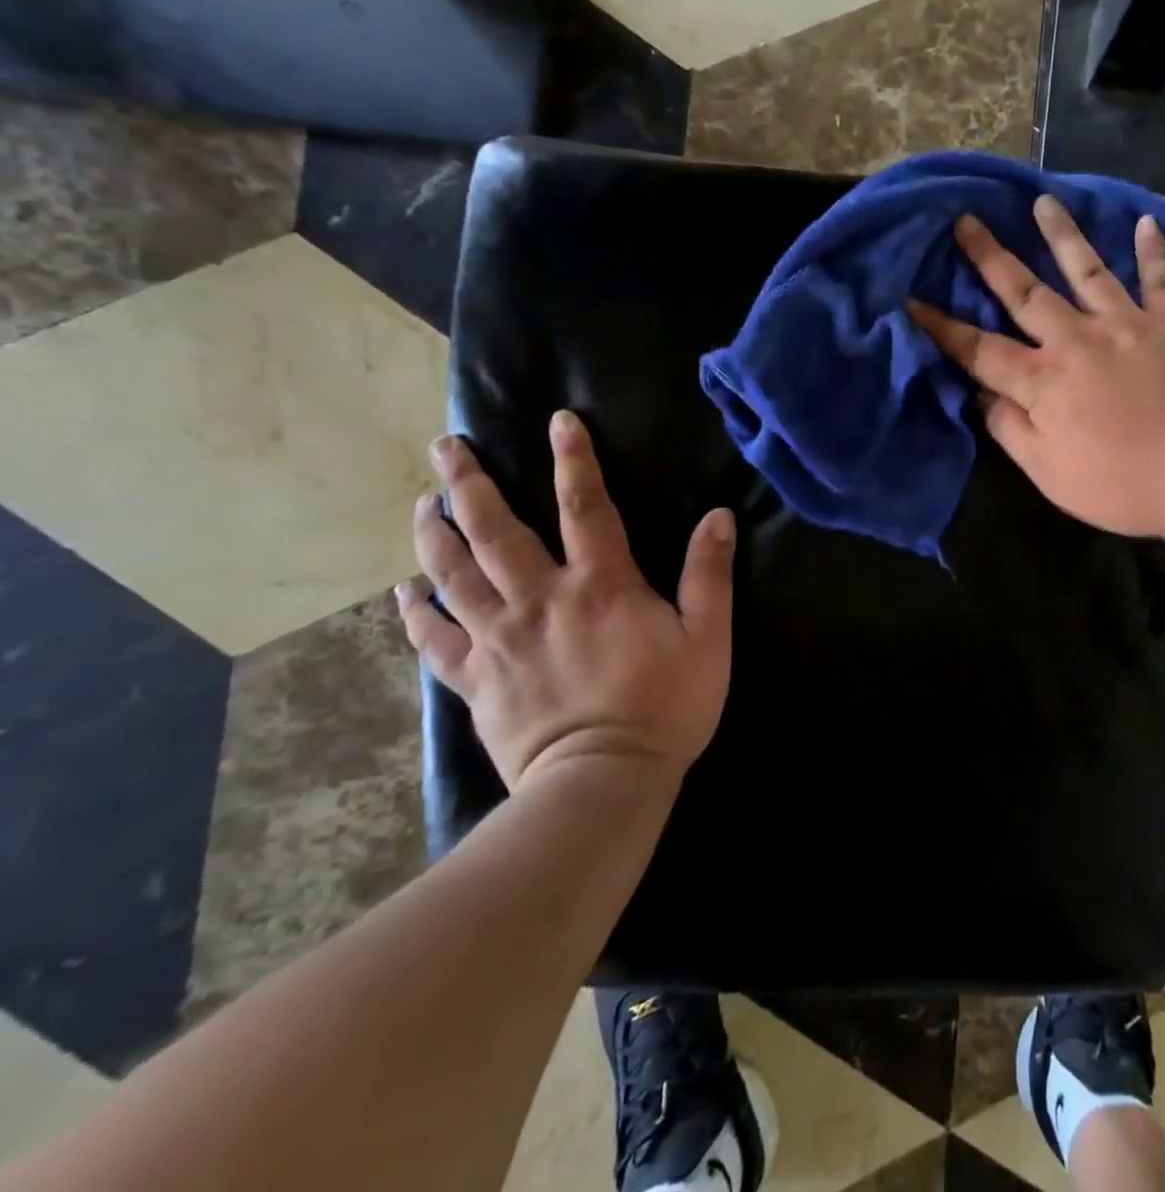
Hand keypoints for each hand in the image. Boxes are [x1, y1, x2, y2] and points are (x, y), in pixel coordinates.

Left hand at [396, 411, 734, 790]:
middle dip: (469, 484)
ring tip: (422, 503)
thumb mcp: (709, 638)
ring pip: (455, 576)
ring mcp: (499, 641)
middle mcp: (540, 600)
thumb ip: (710, 574)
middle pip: (495, 532)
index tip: (559, 421)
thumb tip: (719, 516)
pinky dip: (416, 613)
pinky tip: (405, 591)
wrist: (603, 783)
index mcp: (601, 586)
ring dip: (435, 534)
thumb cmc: (666, 707)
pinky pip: (435, 641)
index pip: (586, 507)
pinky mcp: (475, 681)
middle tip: (446, 447)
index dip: (575, 461)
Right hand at [908, 196, 1164, 542]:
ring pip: (1086, 270)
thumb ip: (1012, 431)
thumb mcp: (1052, 474)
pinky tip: (1146, 222)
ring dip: (1062, 235)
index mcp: (1042, 381)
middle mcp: (1077, 339)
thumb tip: (982, 396)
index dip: (943, 328)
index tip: (913, 302)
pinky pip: (1160, 278)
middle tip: (966, 222)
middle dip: (991, 258)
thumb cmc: (1126, 483)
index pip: (980, 351)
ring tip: (1043, 202)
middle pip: (1025, 293)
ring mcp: (1127, 324)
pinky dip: (1153, 250)